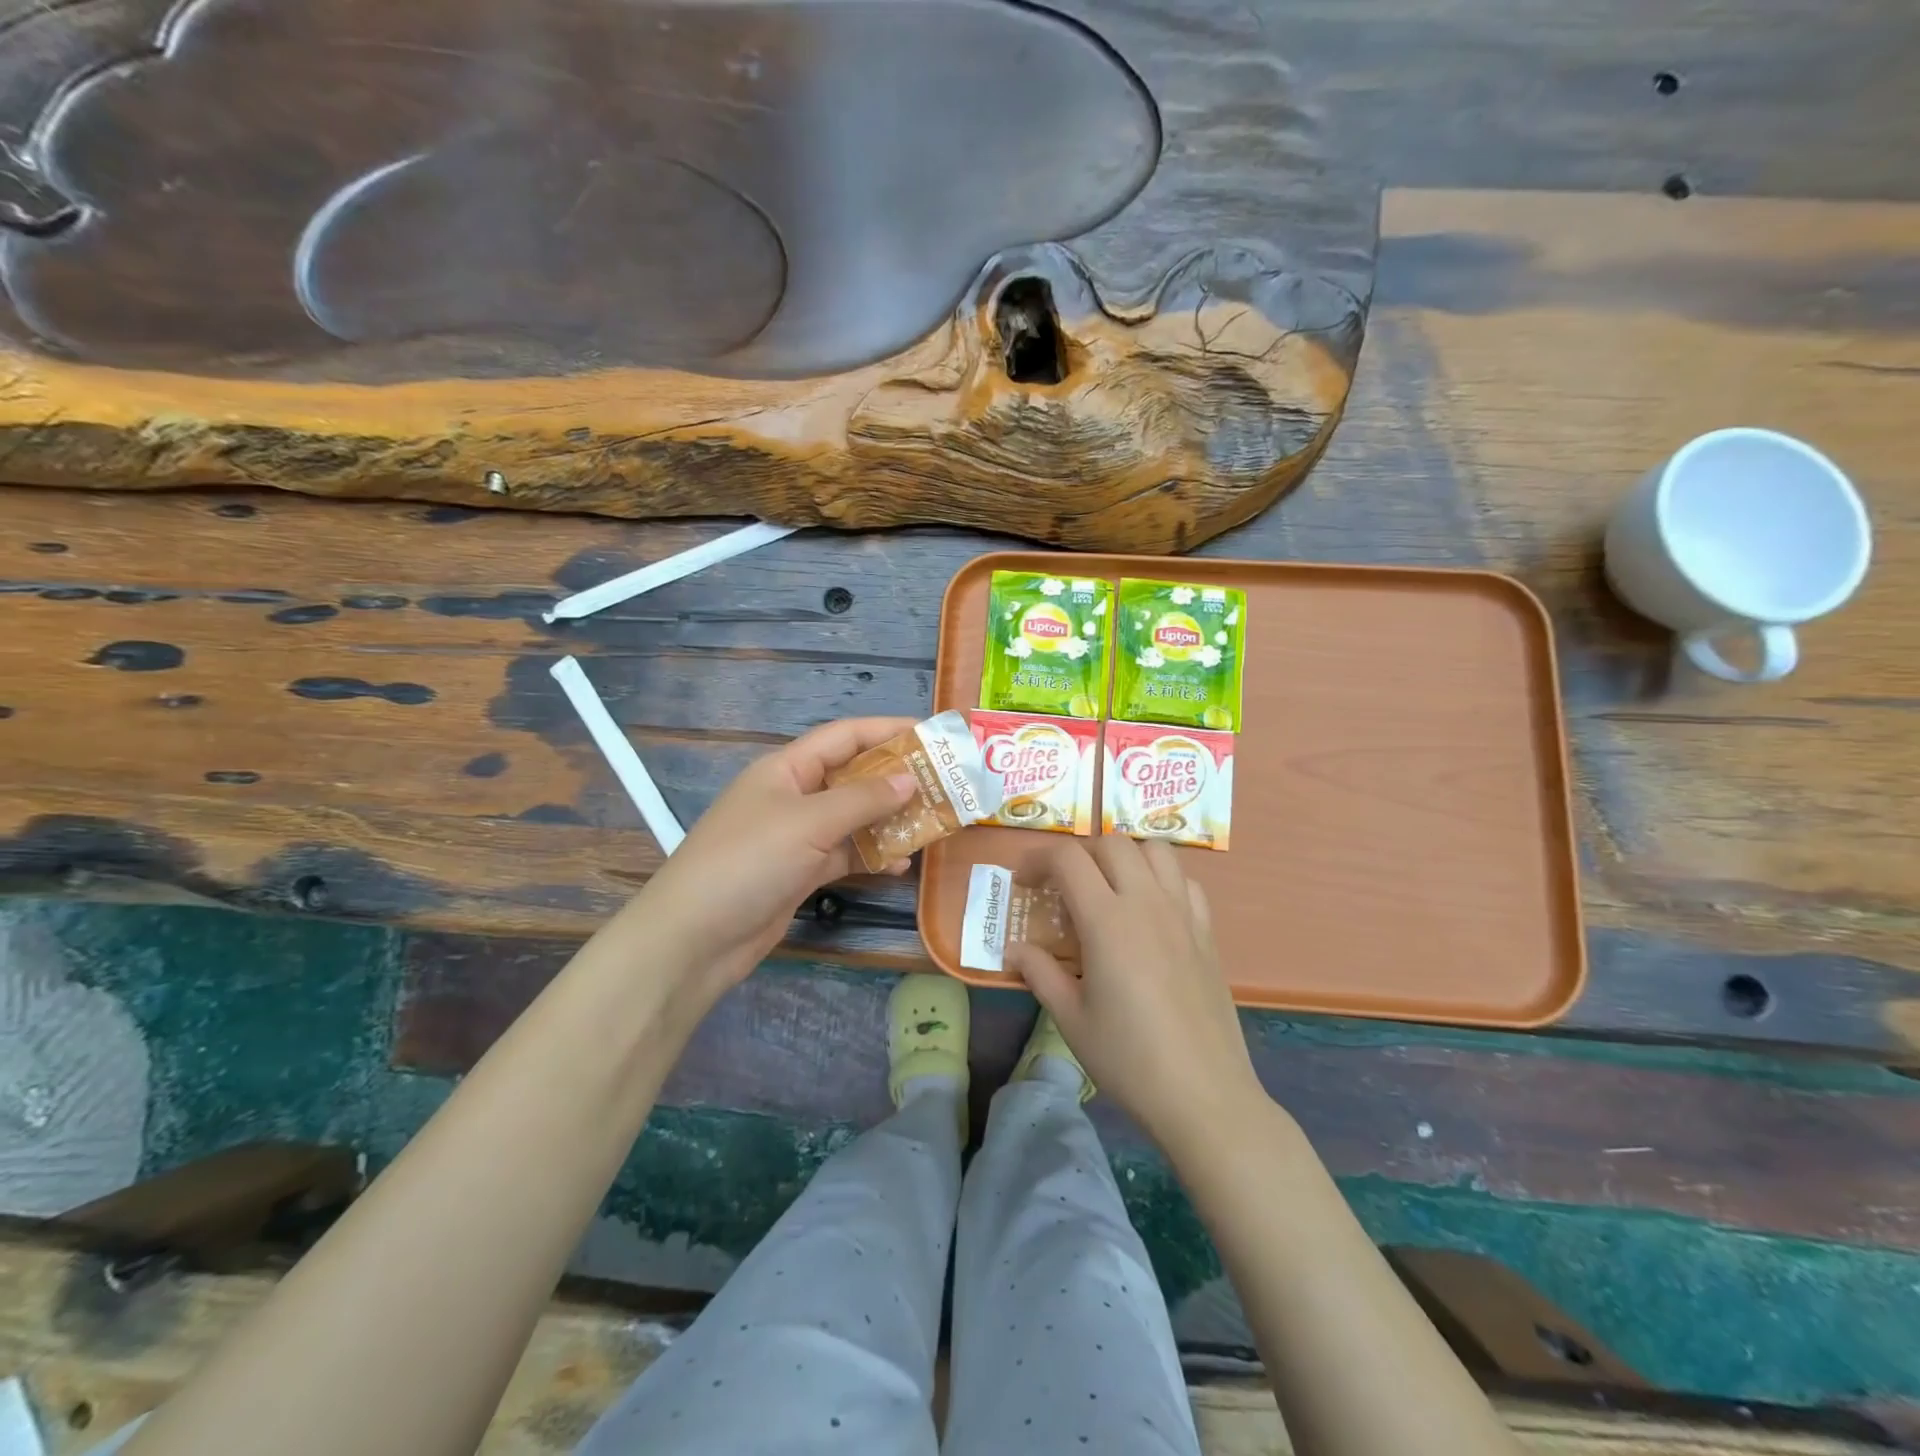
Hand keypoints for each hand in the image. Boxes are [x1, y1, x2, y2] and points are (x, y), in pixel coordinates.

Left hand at [618, 717, 917, 1001]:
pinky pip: (846, 854)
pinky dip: (872, 856)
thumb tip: (910, 780)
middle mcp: (794, 795)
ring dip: (890, 819)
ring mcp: (797, 836)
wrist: (695, 938)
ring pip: (853, 817)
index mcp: (787, 768)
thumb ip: (863, 799)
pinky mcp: (801, 872)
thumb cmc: (749, 862)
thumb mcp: (809, 822)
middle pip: (853, 776)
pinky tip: (900, 865)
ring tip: (933, 823)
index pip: (845, 736)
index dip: (888, 730)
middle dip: (896, 778)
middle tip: (944, 783)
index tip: (932, 735)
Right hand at [1008, 836, 1265, 1152]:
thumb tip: (1014, 949)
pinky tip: (1150, 910)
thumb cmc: (1129, 1059)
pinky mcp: (1207, 933)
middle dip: (1079, 853)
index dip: (1037, 858)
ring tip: (1108, 886)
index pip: (1068, 858)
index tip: (1022, 881)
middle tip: (1061, 885)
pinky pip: (1185, 881)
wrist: (1204, 1095)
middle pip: (1111, 843)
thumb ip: (1039, 973)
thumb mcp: (1071, 1019)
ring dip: (1124, 856)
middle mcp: (1147, 903)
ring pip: (1155, 850)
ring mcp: (1183, 914)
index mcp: (1107, 920)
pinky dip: (1162, 879)